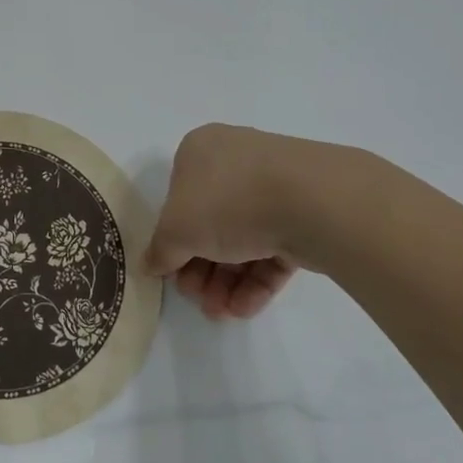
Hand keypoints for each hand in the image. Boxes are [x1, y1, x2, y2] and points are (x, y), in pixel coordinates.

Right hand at [146, 124, 310, 319]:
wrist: (312, 200)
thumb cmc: (228, 202)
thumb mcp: (176, 230)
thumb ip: (160, 250)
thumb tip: (150, 264)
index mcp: (200, 150)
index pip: (178, 197)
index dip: (173, 239)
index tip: (174, 273)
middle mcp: (236, 160)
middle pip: (210, 222)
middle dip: (202, 269)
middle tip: (199, 299)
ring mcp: (275, 184)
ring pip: (243, 238)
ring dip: (227, 281)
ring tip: (223, 312)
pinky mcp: (306, 211)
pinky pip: (274, 247)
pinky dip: (257, 279)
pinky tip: (246, 308)